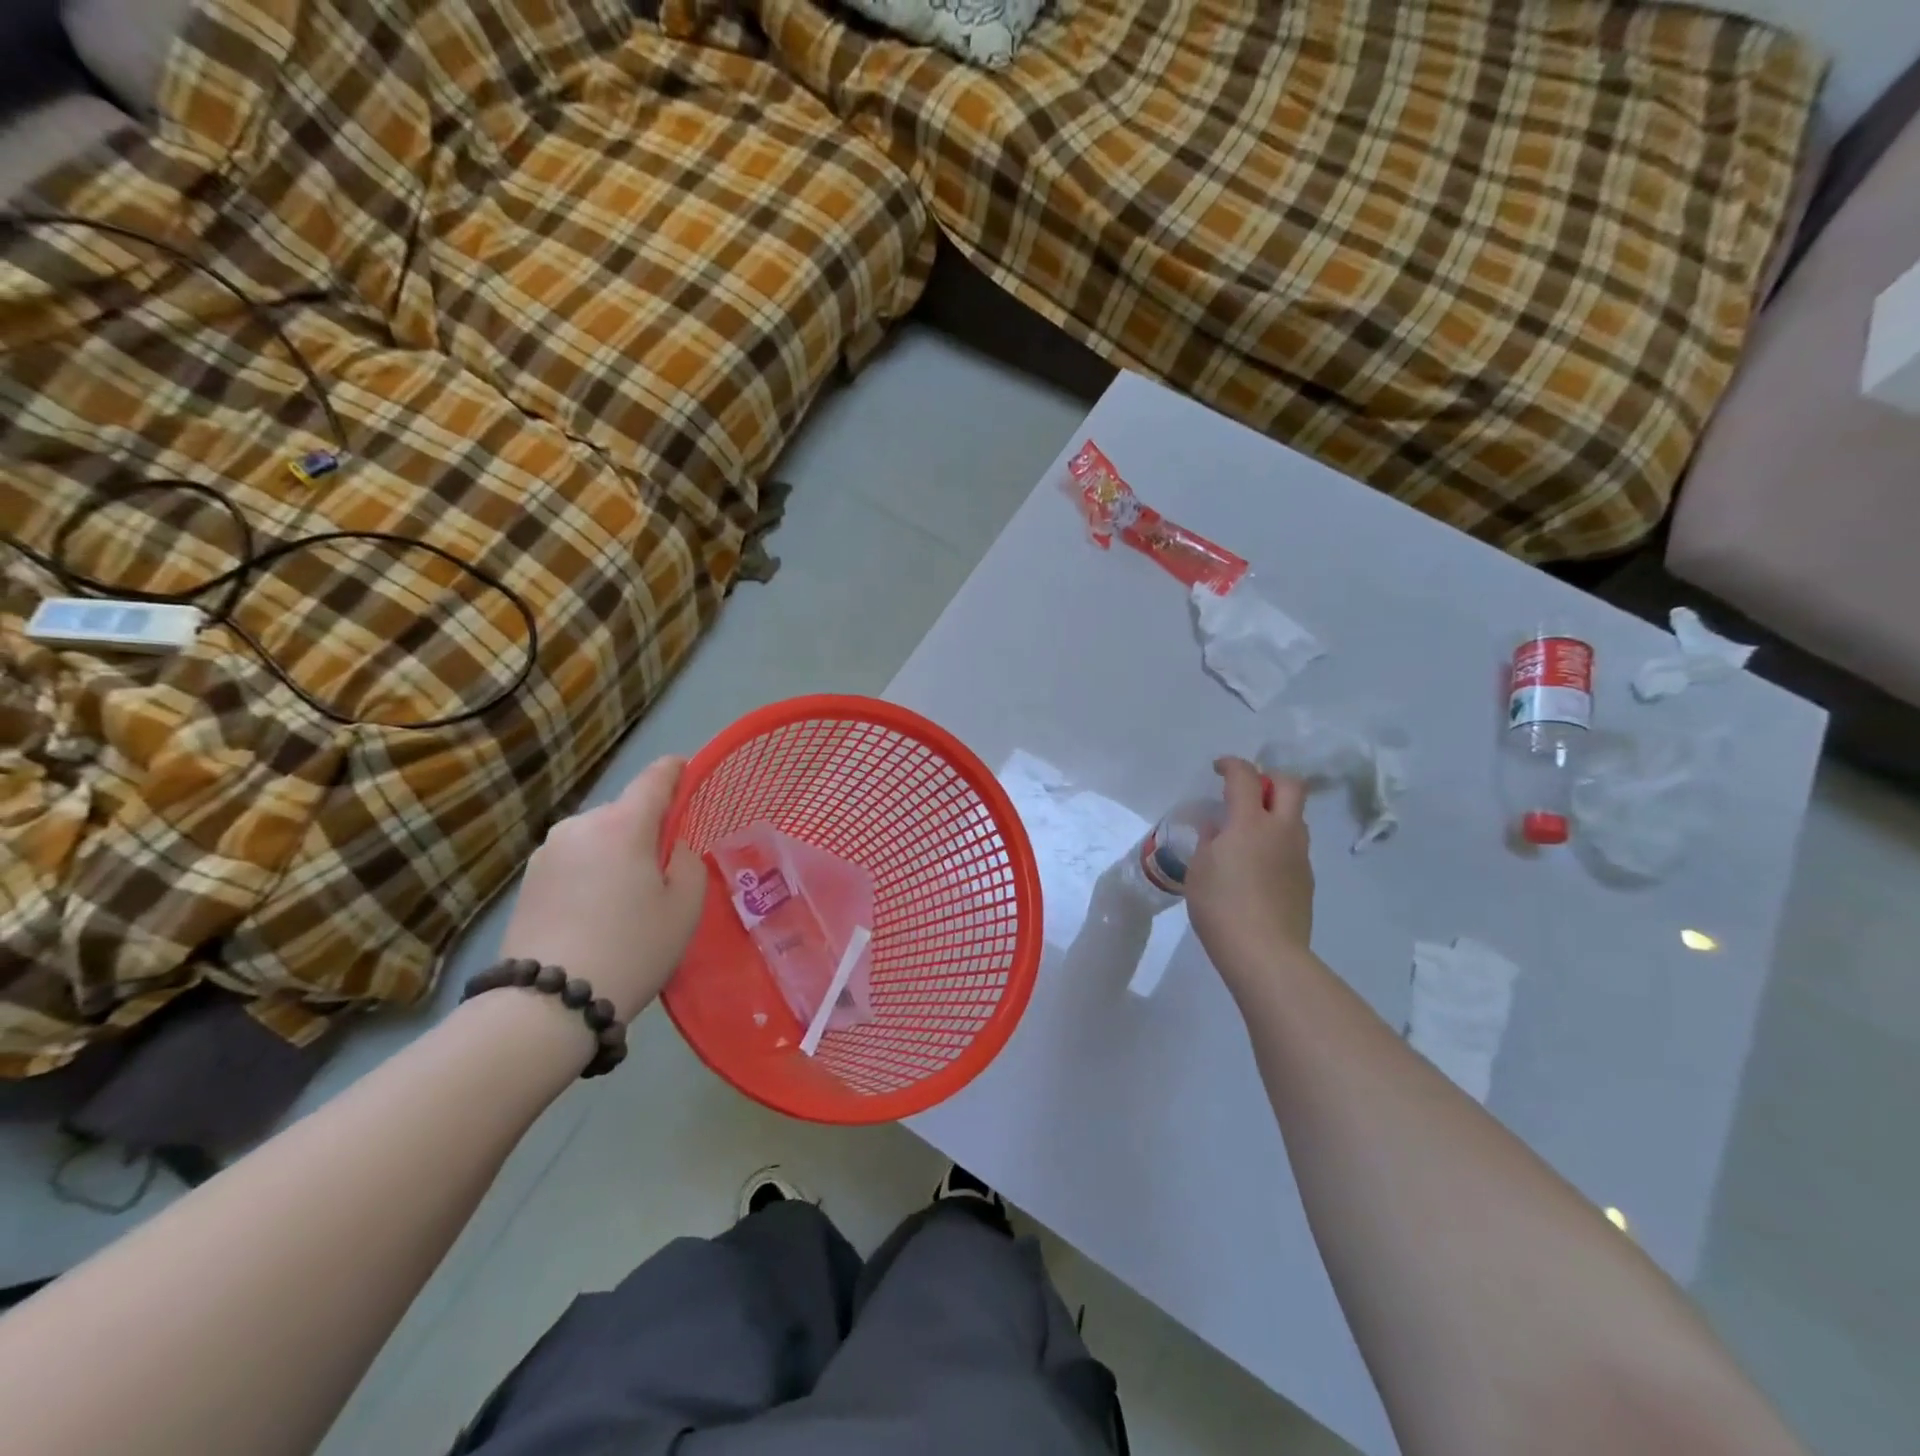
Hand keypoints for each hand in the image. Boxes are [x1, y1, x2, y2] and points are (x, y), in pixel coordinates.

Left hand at [500, 756, 706, 1021]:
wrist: (547, 1004)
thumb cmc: (632, 947)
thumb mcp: (685, 906)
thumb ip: (689, 863)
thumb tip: (672, 849)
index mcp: (623, 824)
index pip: (654, 779)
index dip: (675, 770)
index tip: (686, 769)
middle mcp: (580, 825)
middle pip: (624, 812)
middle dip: (645, 828)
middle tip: (664, 867)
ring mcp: (547, 853)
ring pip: (597, 839)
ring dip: (615, 853)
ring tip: (627, 898)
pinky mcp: (527, 882)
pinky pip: (574, 863)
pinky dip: (591, 874)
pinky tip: (597, 913)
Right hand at [1185, 758, 1314, 994]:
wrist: (1265, 953)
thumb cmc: (1221, 906)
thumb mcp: (1199, 869)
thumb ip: (1210, 840)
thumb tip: (1218, 828)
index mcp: (1250, 822)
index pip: (1245, 777)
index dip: (1231, 765)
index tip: (1218, 768)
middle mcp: (1281, 831)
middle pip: (1290, 785)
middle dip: (1269, 778)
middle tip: (1247, 791)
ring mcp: (1299, 855)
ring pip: (1295, 816)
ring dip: (1276, 811)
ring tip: (1248, 831)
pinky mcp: (1306, 879)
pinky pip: (1294, 846)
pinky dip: (1277, 842)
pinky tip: (1256, 865)